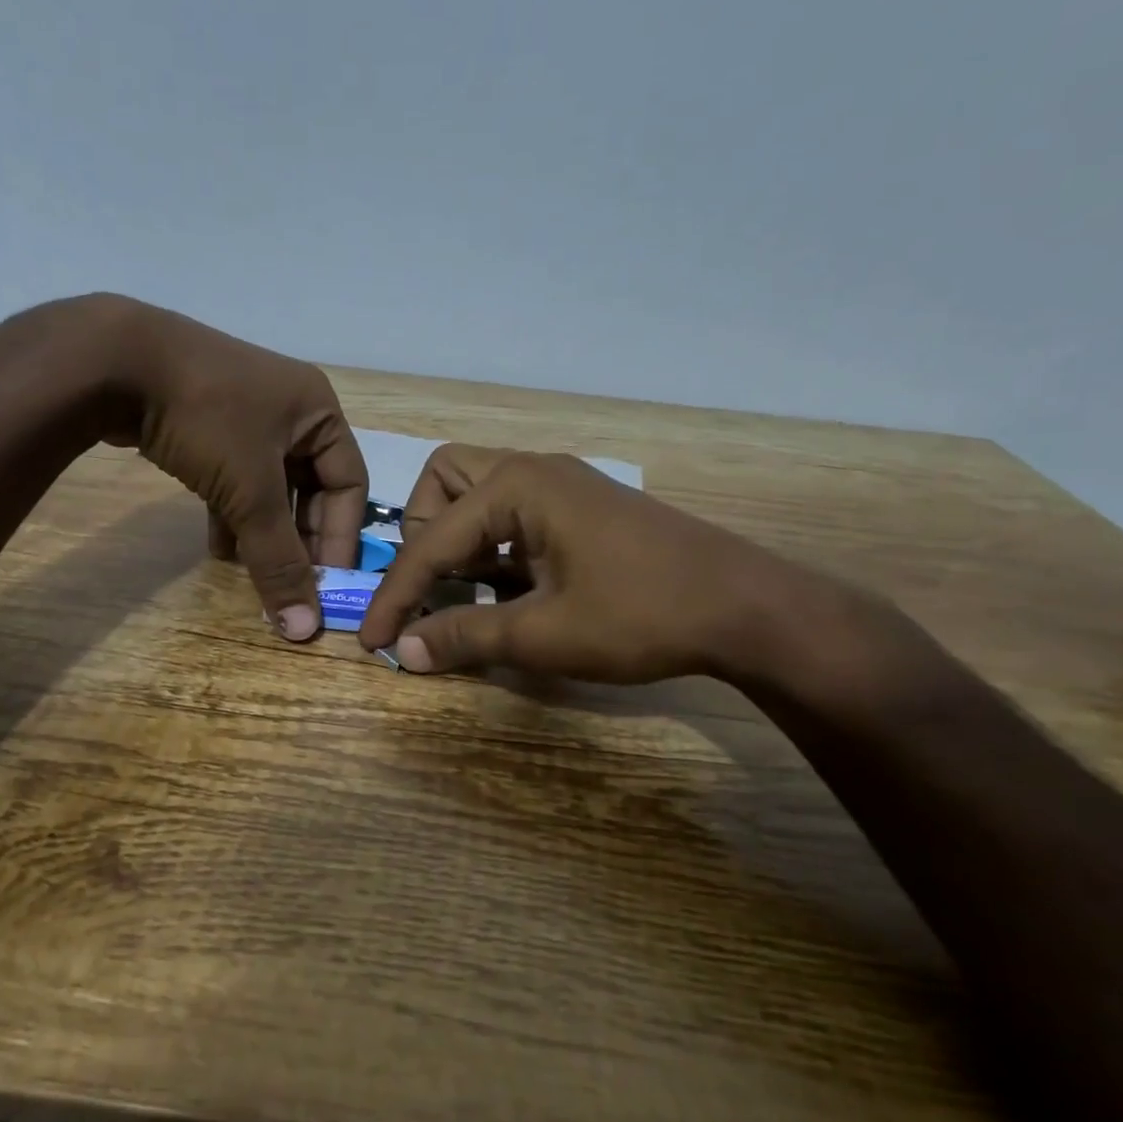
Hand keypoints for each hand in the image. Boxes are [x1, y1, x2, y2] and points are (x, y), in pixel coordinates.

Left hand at [91, 296, 368, 640]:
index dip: (340, 537)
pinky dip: (234, 514)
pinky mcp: (208, 424)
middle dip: (299, 539)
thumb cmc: (206, 419)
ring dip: (265, 533)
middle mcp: (290, 411)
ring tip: (256, 576)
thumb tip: (303, 627)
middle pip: (310, 488)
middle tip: (291, 585)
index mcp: (318, 412)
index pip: (348, 485)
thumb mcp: (249, 491)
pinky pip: (236, 478)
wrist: (112, 361)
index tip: (327, 586)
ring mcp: (246, 415)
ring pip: (270, 487)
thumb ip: (278, 560)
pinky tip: (221, 550)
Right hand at [358, 445, 810, 682]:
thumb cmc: (641, 615)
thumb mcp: (544, 634)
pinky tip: (507, 591)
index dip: (397, 595)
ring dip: (458, 540)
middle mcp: (534, 470)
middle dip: (423, 535)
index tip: (376, 641)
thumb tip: (405, 651)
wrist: (746, 608)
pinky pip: (514, 514)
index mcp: (516, 486)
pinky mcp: (582, 508)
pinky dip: (494, 548)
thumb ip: (466, 636)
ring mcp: (563, 485)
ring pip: (480, 494)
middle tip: (432, 586)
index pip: (430, 540)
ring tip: (463, 592)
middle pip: (445, 481)